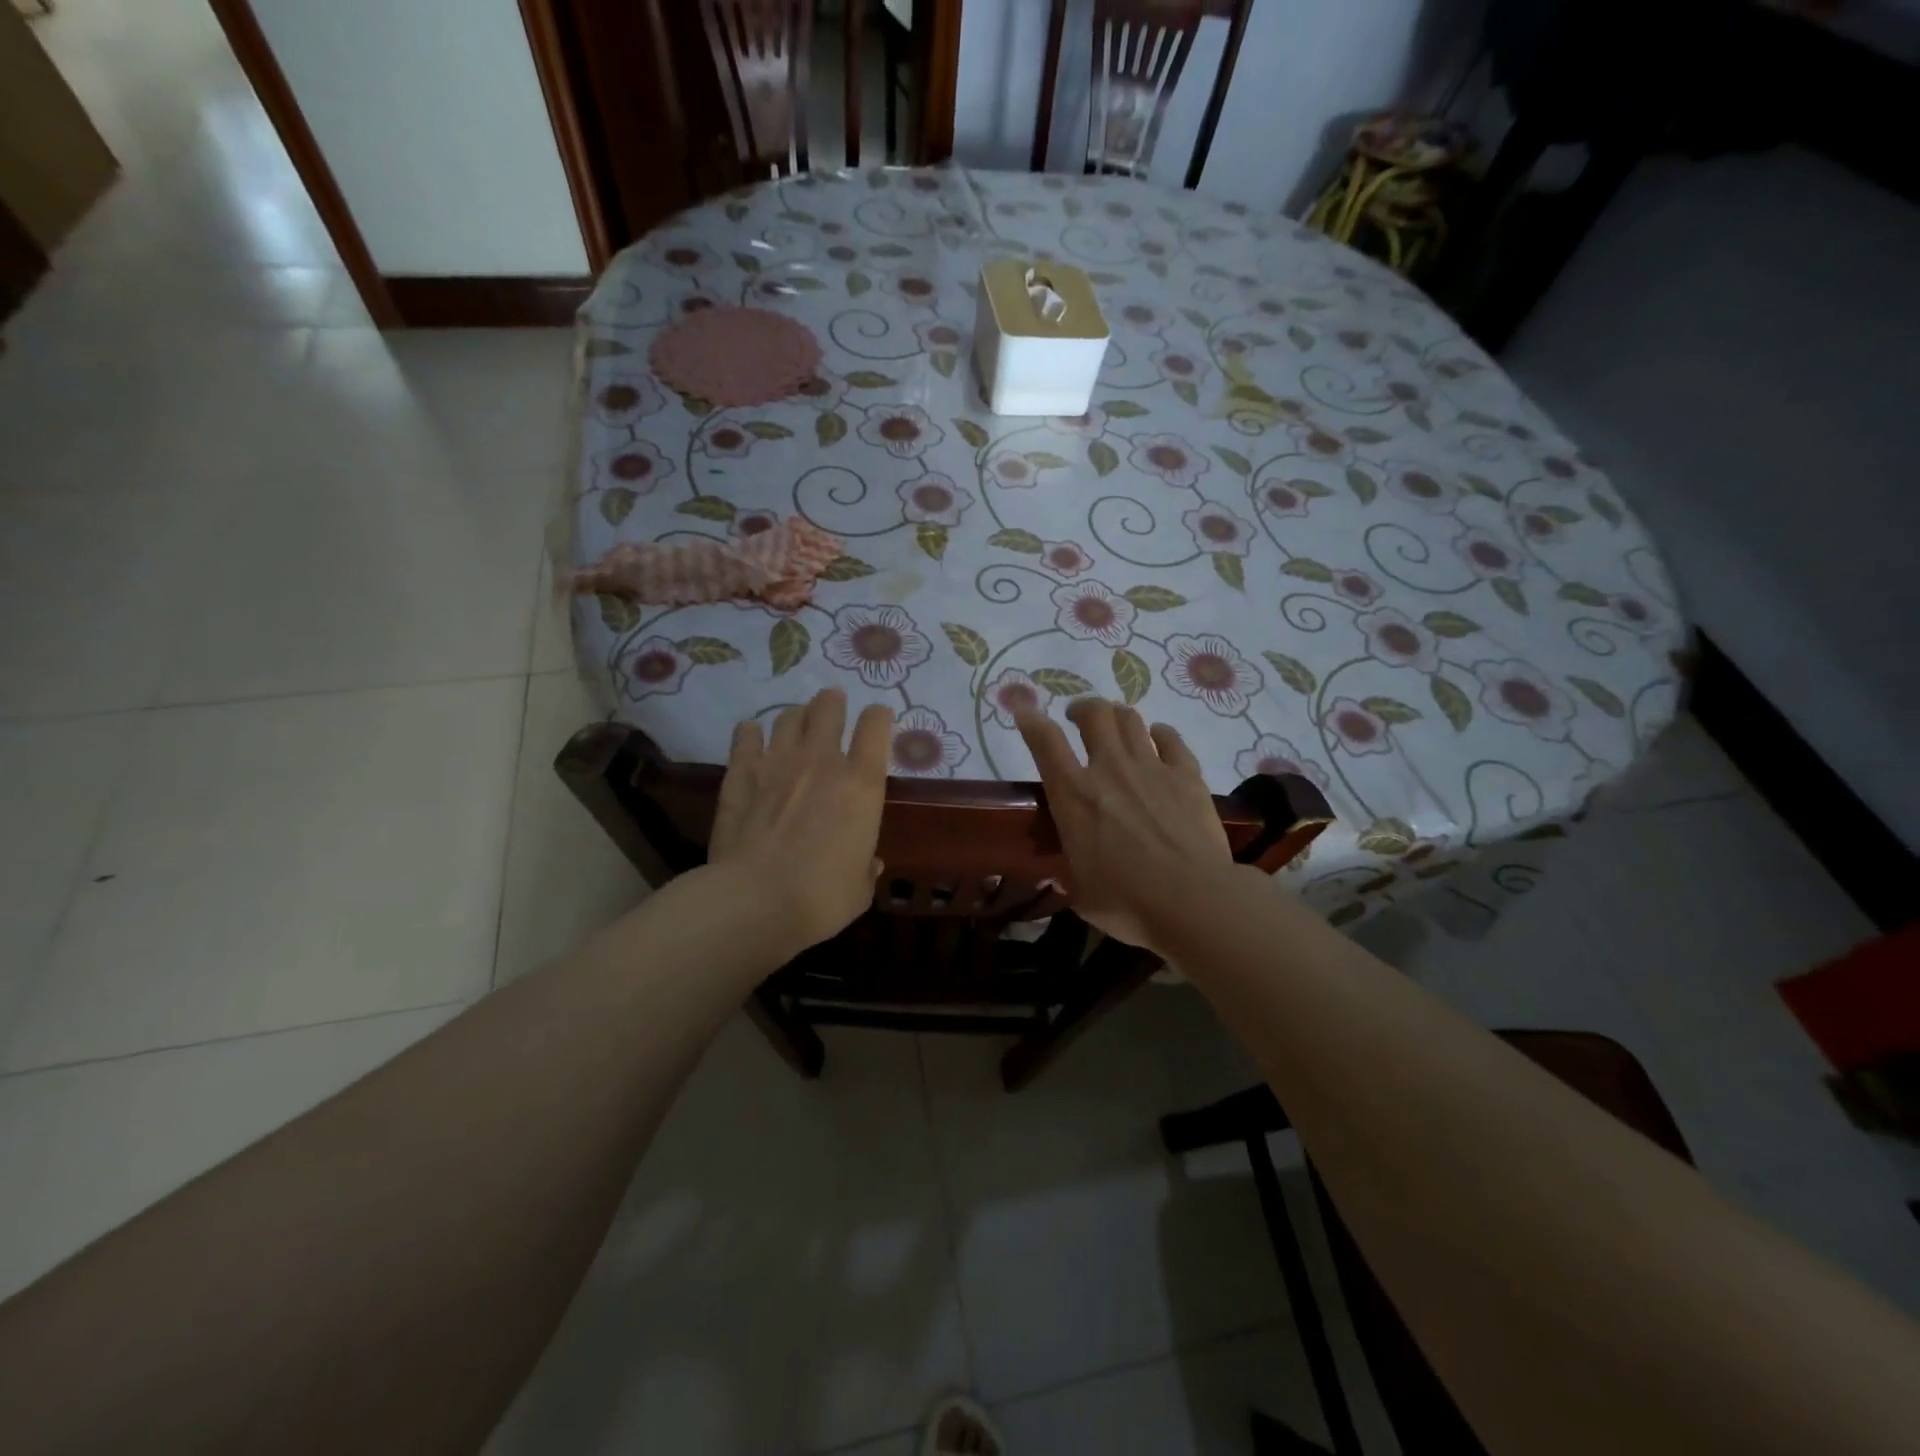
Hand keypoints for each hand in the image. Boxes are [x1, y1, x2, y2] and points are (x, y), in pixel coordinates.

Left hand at [709, 688, 893, 953]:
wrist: (755, 901)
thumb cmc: (821, 897)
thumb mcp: (860, 889)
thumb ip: (866, 868)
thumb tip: (869, 863)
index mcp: (862, 784)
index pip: (876, 727)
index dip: (878, 716)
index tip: (878, 719)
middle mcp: (822, 762)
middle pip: (828, 708)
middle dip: (833, 702)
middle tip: (832, 706)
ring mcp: (777, 763)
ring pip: (788, 717)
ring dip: (796, 716)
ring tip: (797, 723)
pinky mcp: (740, 775)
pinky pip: (745, 738)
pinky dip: (751, 734)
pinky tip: (751, 735)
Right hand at [1016, 699, 1231, 955]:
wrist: (1193, 900)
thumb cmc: (1127, 903)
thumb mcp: (1081, 893)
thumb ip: (1069, 874)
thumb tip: (1062, 874)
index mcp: (1073, 795)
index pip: (1045, 741)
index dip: (1031, 720)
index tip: (1024, 710)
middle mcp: (1109, 768)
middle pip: (1094, 713)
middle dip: (1082, 709)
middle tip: (1079, 719)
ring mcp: (1151, 767)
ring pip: (1130, 718)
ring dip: (1117, 717)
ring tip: (1115, 727)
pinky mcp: (1187, 775)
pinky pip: (1171, 738)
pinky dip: (1160, 734)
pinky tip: (1158, 739)